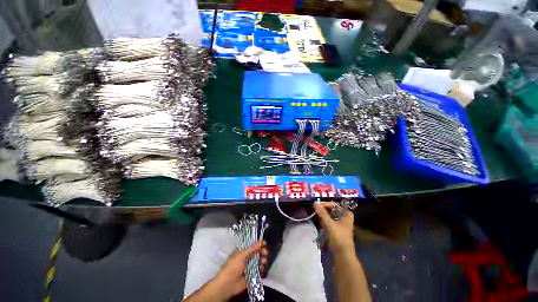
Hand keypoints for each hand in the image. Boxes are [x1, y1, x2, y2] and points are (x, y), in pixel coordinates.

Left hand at [215, 241, 267, 299]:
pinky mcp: (251, 276)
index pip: (252, 246)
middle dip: (262, 252)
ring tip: (263, 262)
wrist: (228, 285)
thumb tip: (261, 241)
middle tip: (265, 253)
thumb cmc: (233, 267)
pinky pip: (259, 271)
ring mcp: (249, 267)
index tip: (264, 244)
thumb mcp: (241, 255)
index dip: (258, 244)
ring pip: (259, 262)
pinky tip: (262, 270)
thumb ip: (252, 248)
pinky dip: (262, 270)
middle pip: (257, 253)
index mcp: (243, 251)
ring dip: (262, 261)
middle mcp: (246, 258)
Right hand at [314, 202, 354, 252]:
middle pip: (333, 210)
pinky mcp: (337, 232)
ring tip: (316, 215)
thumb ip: (321, 212)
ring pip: (331, 216)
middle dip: (324, 209)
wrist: (342, 256)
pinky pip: (330, 222)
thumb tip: (315, 202)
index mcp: (346, 215)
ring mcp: (341, 226)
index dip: (326, 204)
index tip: (318, 206)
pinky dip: (324, 221)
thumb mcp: (329, 223)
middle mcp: (344, 219)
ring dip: (323, 215)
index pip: (335, 204)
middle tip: (316, 210)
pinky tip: (319, 222)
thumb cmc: (338, 237)